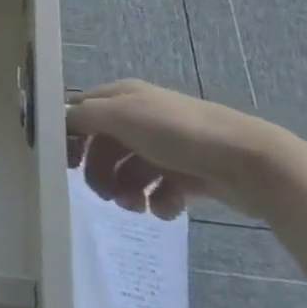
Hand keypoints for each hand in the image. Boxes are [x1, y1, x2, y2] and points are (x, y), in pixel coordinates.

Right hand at [65, 79, 306, 219]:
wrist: (247, 161)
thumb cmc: (178, 133)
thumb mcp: (123, 116)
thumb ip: (85, 117)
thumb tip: (59, 120)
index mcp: (124, 98)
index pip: (83, 112)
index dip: (71, 136)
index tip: (66, 165)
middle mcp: (142, 119)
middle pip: (104, 147)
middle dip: (100, 173)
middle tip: (105, 195)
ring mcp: (166, 148)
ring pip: (130, 173)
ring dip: (126, 193)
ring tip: (137, 207)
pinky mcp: (188, 175)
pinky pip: (160, 192)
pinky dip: (159, 203)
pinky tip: (167, 209)